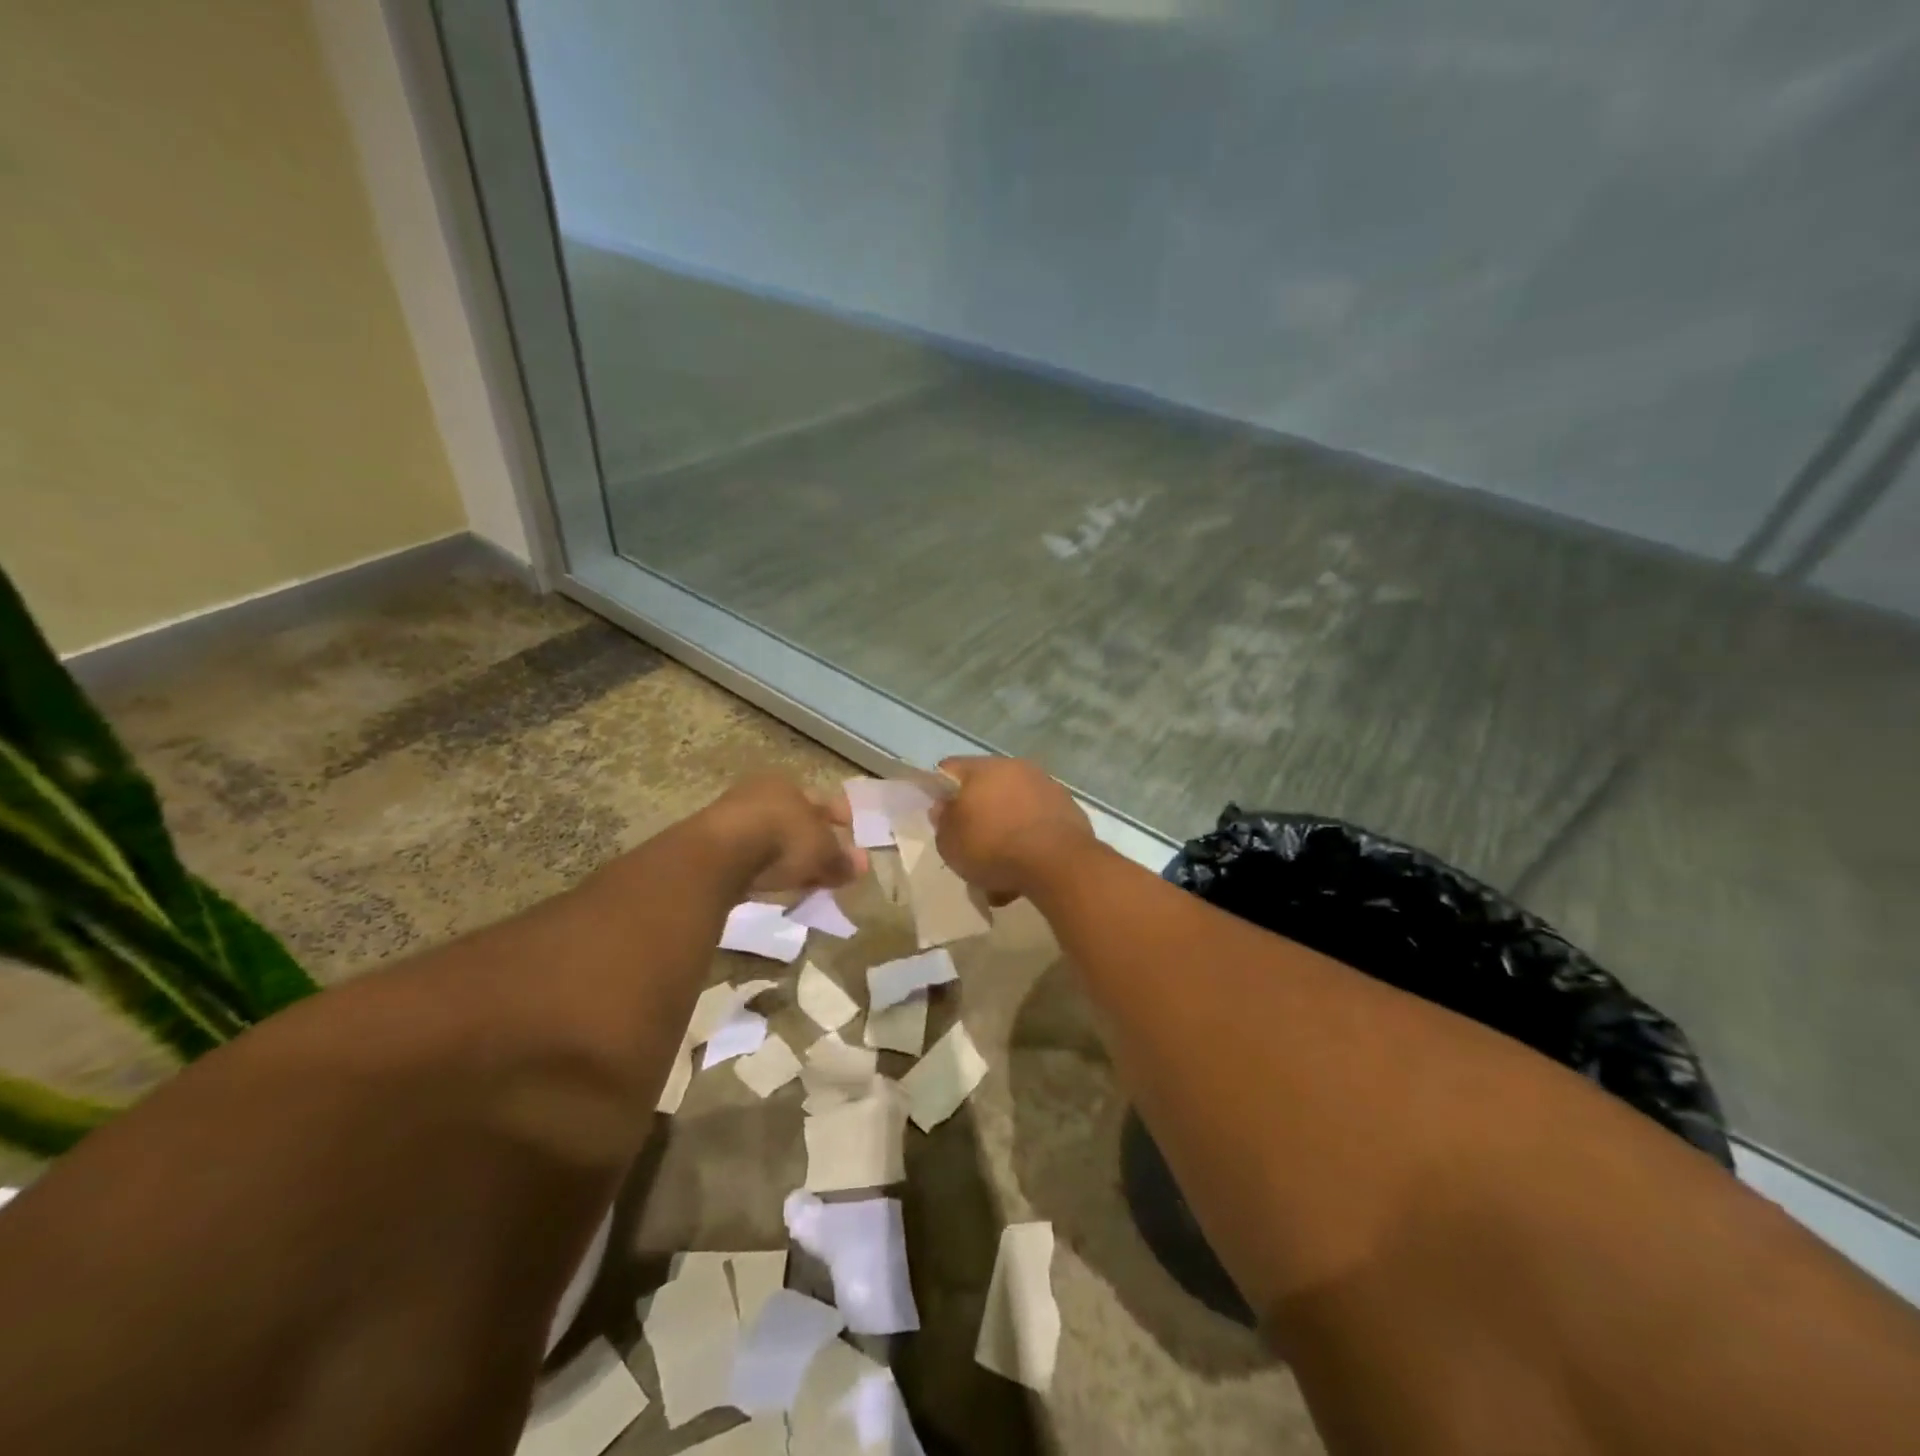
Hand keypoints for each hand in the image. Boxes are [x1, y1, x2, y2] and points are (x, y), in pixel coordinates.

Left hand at [699, 773, 864, 892]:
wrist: (719, 855)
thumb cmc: (781, 839)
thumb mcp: (822, 852)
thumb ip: (841, 860)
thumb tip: (861, 866)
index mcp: (789, 784)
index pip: (823, 801)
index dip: (840, 819)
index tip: (852, 836)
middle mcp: (761, 793)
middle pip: (796, 818)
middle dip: (815, 840)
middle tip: (831, 864)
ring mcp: (733, 817)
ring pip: (772, 836)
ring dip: (789, 856)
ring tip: (804, 879)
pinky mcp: (712, 845)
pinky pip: (751, 855)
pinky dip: (766, 867)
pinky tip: (774, 883)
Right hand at [932, 757, 1094, 898]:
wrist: (1059, 864)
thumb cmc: (994, 847)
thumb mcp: (950, 842)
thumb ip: (943, 821)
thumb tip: (945, 807)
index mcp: (984, 768)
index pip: (950, 769)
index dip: (939, 792)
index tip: (941, 818)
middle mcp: (1016, 768)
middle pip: (986, 789)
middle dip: (977, 815)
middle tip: (971, 845)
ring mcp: (1046, 787)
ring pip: (1014, 808)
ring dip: (1005, 830)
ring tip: (1000, 870)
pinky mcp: (1069, 809)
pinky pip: (1038, 823)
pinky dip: (1029, 841)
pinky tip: (1025, 871)